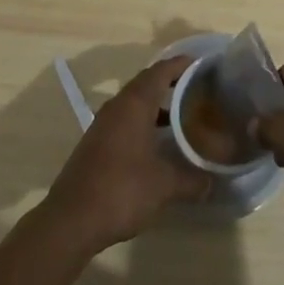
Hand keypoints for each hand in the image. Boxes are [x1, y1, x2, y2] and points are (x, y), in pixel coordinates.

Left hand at [41, 56, 209, 252]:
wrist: (71, 220)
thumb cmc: (121, 190)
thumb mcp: (164, 186)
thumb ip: (191, 180)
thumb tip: (212, 181)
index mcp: (134, 104)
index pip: (161, 71)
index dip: (181, 64)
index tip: (203, 64)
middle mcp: (117, 106)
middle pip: (147, 83)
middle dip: (171, 83)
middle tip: (197, 90)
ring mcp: (103, 124)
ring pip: (134, 102)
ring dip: (157, 105)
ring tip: (182, 116)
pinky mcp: (96, 142)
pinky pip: (125, 119)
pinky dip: (144, 122)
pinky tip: (157, 143)